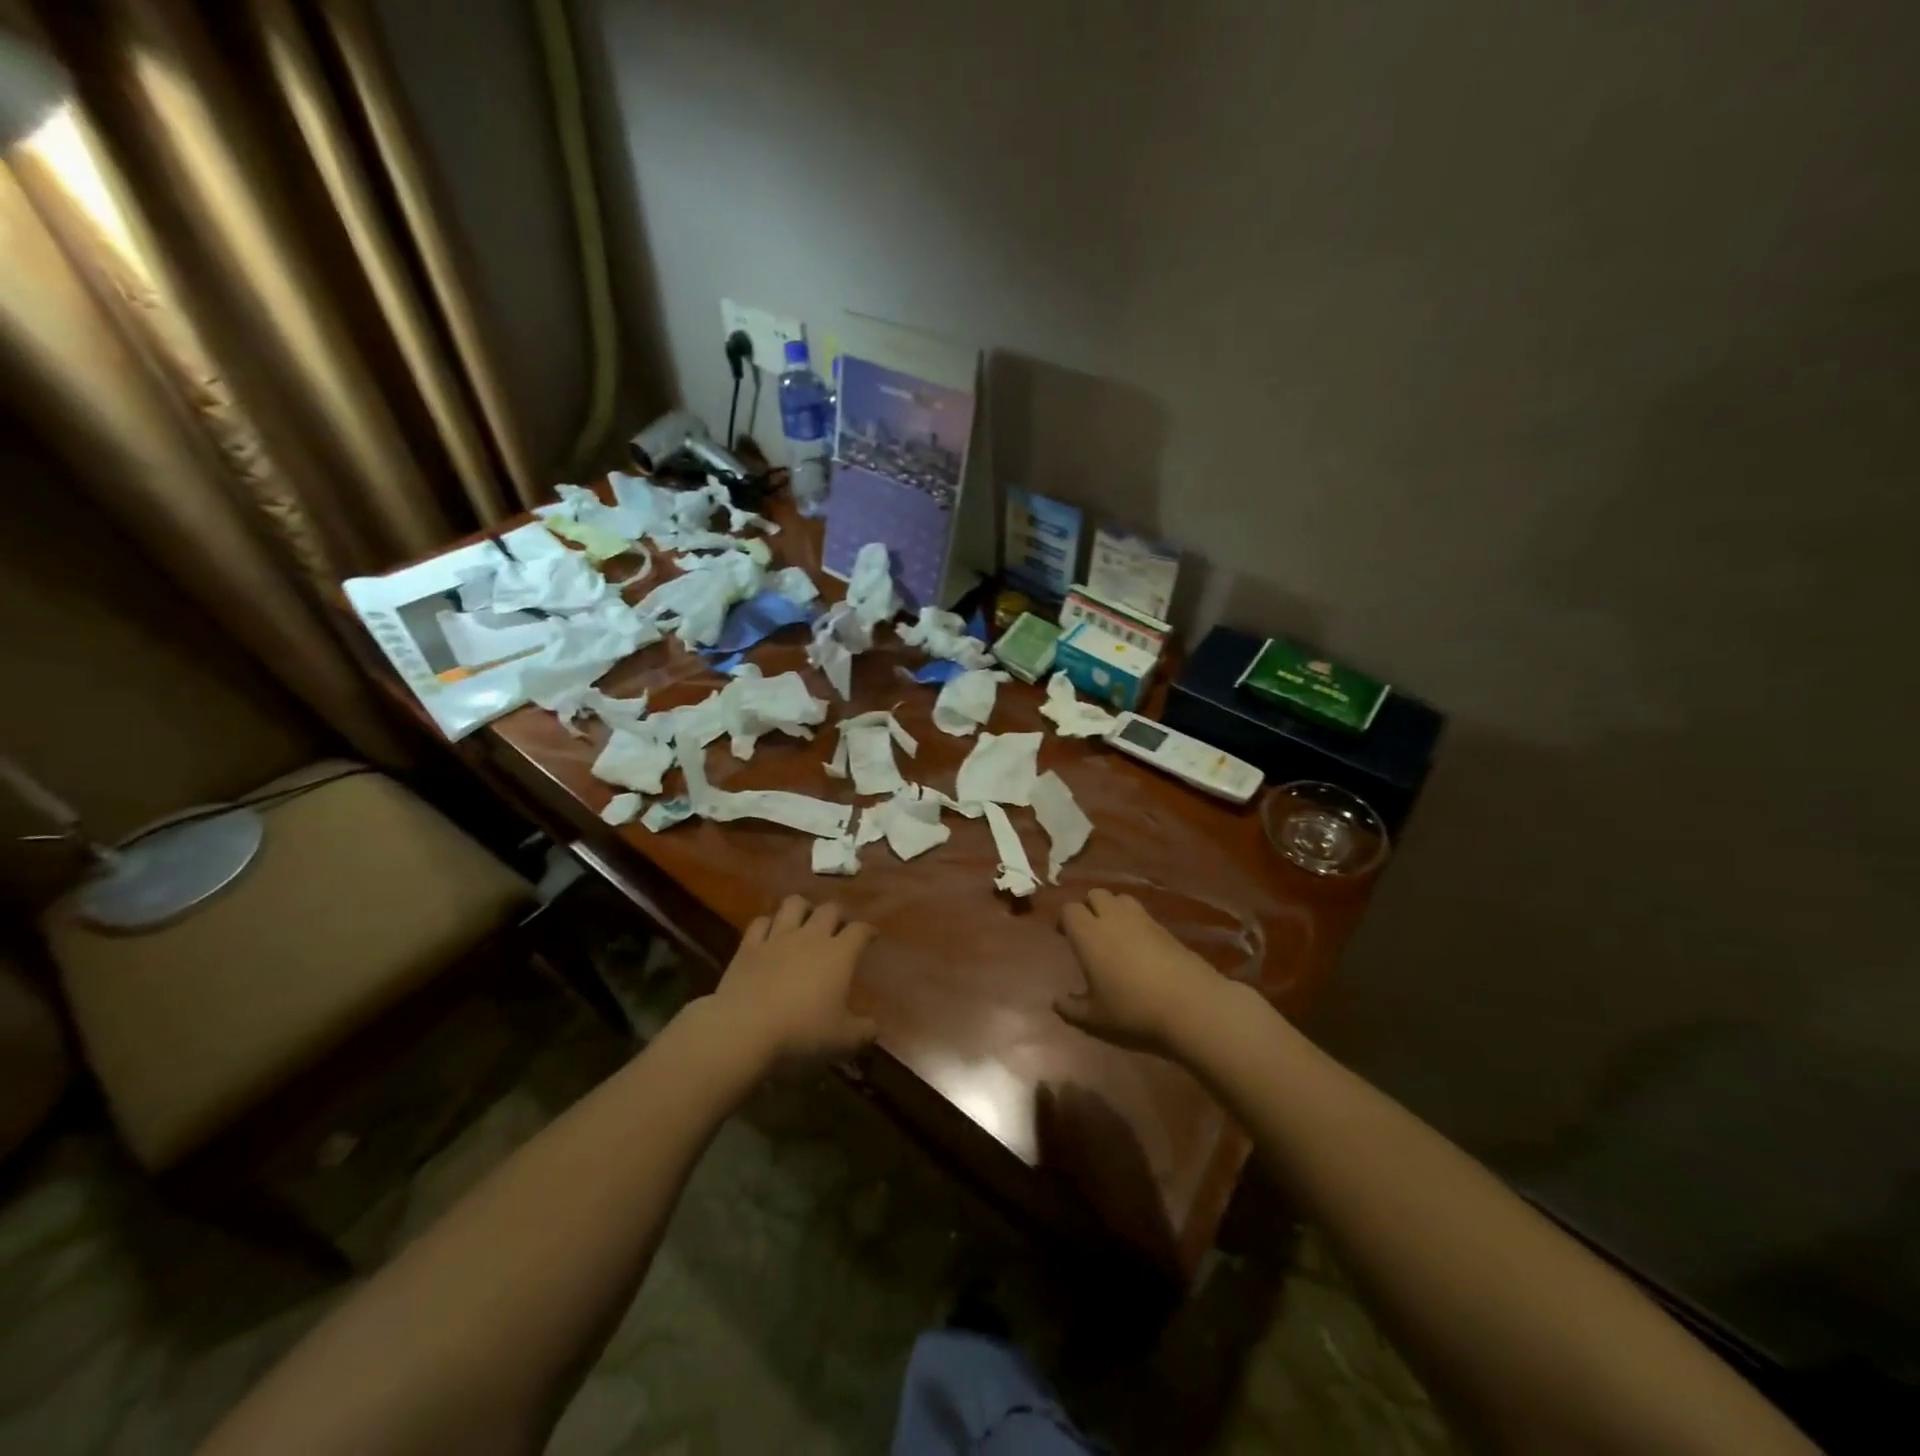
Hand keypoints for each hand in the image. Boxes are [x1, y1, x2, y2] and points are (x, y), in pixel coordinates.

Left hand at [711, 895, 878, 1067]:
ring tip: (804, 920)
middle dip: (837, 915)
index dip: (868, 931)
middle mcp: (810, 937)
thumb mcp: (843, 1041)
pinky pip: (760, 923)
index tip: (871, 936)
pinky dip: (768, 924)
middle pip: (829, 910)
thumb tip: (874, 1028)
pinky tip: (769, 934)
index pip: (860, 930)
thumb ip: (863, 1032)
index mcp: (839, 955)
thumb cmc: (801, 1034)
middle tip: (839, 928)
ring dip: (803, 908)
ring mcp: (777, 939)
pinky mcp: (748, 947)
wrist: (743, 1031)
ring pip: (793, 904)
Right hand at [1054, 889, 1229, 1057]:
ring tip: (1114, 932)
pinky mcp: (1164, 927)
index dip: (1065, 919)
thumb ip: (1072, 1009)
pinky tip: (1139, 944)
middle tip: (1088, 931)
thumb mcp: (1096, 1018)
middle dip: (1089, 906)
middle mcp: (1112, 918)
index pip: (1069, 909)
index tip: (1064, 934)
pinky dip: (1134, 920)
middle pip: (1095, 894)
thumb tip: (1056, 1002)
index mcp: (1089, 934)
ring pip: (1120, 898)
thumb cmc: (1133, 1009)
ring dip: (1113, 908)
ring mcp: (1141, 919)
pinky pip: (1142, 913)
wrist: (1189, 1003)